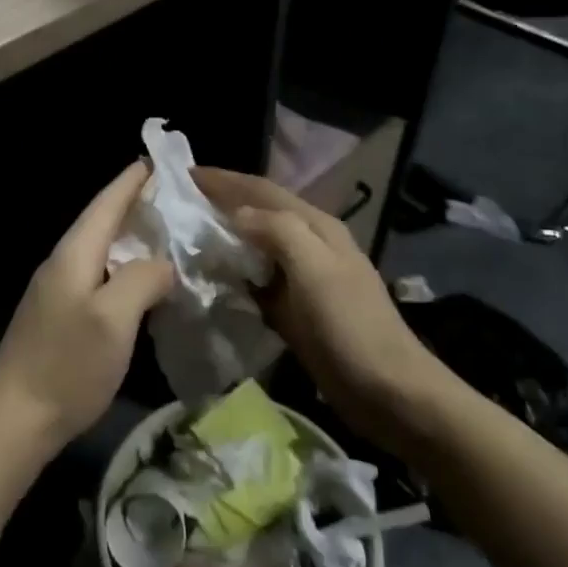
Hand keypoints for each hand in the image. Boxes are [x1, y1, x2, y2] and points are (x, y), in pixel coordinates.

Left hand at [0, 162, 174, 455]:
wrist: (16, 418)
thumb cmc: (67, 364)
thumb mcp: (114, 318)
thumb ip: (143, 278)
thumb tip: (163, 262)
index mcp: (74, 254)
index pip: (106, 203)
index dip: (132, 181)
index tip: (160, 161)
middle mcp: (63, 263)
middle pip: (103, 222)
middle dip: (136, 205)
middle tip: (177, 198)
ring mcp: (58, 291)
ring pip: (102, 250)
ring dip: (132, 237)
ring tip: (168, 234)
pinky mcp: (61, 316)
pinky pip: (99, 276)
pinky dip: (124, 267)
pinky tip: (143, 281)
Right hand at [193, 167, 468, 456]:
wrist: (389, 392)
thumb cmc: (350, 327)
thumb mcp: (316, 270)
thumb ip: (278, 232)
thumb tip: (236, 213)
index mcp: (316, 226)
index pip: (262, 190)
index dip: (224, 179)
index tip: (183, 174)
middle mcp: (309, 244)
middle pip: (258, 213)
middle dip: (221, 202)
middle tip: (178, 202)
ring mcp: (303, 278)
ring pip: (255, 246)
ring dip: (224, 237)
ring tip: (185, 236)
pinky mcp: (295, 309)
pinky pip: (256, 280)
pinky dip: (232, 274)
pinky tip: (210, 280)